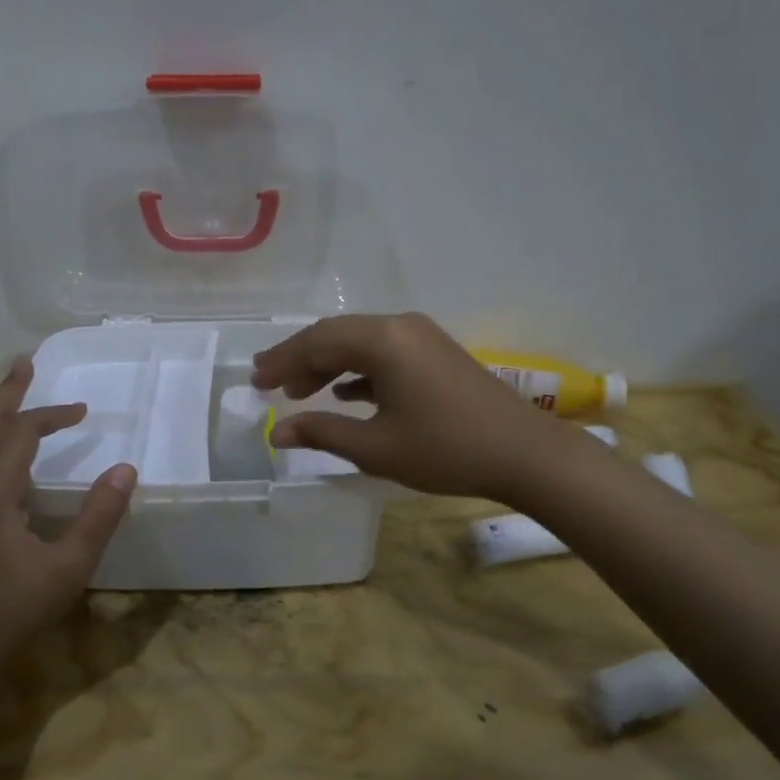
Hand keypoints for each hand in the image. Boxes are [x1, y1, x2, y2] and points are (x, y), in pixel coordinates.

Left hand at [0, 357, 136, 665]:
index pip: (22, 433)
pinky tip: (3, 466)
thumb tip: (126, 470)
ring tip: (13, 402)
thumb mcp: (68, 566)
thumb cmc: (10, 610)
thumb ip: (99, 517)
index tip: (84, 411)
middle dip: (6, 393)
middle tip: (23, 364)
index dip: (53, 415)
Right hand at [252, 312, 570, 501]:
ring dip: (328, 364)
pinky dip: (358, 369)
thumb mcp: (376, 447)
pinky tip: (346, 392)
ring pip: (361, 343)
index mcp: (383, 340)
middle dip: (300, 359)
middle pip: (336, 335)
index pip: (317, 342)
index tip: (255, 381)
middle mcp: (400, 326)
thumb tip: (278, 432)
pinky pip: (384, 352)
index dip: (282, 362)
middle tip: (268, 381)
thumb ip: (323, 433)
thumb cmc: (445, 449)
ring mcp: (422, 337)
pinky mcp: (436, 353)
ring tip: (301, 392)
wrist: (524, 453)